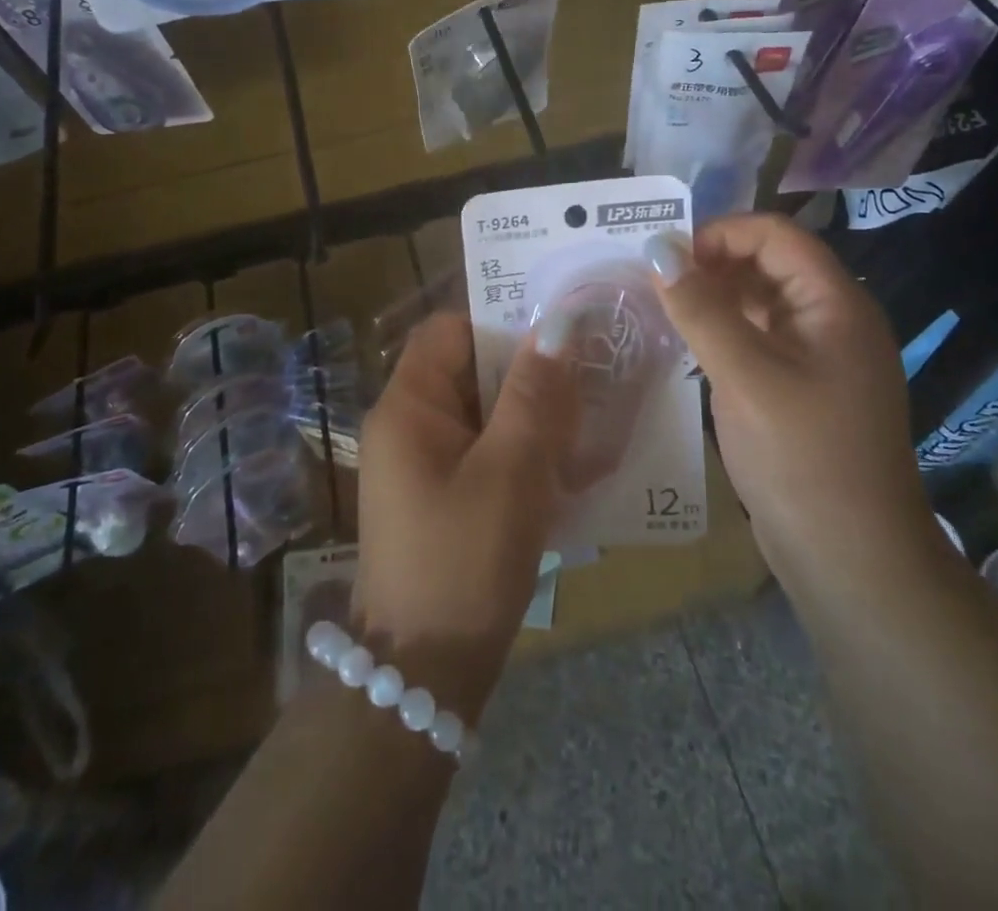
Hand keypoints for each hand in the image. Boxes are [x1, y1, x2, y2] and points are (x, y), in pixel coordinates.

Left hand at [353, 313, 578, 719]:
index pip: (449, 330)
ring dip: (531, 415)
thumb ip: (534, 394)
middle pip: (469, 371)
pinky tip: (567, 467)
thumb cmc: (463, 561)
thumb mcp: (509, 471)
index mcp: (408, 406)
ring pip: (483, 414)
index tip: (558, 333)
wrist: (423, 675)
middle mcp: (408, 426)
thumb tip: (557, 322)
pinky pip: (484, 452)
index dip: (499, 322)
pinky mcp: (441, 498)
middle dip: (527, 372)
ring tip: (589, 420)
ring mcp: (422, 465)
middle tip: (589, 376)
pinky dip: (521, 451)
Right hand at [644, 215, 929, 566]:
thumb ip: (700, 309)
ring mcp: (818, 356)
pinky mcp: (800, 388)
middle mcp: (831, 319)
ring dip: (711, 297)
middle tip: (652, 283)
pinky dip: (721, 331)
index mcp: (835, 303)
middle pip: (767, 263)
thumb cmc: (802, 457)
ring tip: (658, 309)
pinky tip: (684, 344)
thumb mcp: (745, 376)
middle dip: (710, 263)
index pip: (775, 234)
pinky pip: (757, 338)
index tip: (665, 256)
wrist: (852, 560)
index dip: (720, 233)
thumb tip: (657, 249)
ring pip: (759, 302)